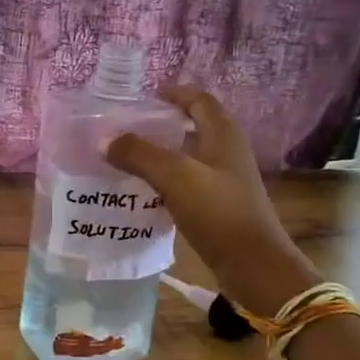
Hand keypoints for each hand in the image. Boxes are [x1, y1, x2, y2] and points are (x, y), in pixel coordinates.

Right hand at [105, 86, 319, 312]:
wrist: (254, 265)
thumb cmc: (219, 212)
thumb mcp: (175, 177)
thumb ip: (139, 154)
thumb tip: (105, 140)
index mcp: (223, 135)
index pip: (199, 100)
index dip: (174, 93)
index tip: (144, 97)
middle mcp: (227, 152)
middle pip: (194, 126)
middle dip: (162, 124)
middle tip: (127, 129)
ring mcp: (226, 180)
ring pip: (189, 156)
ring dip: (162, 154)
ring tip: (128, 159)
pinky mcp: (220, 205)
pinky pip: (188, 183)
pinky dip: (167, 180)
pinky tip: (145, 192)